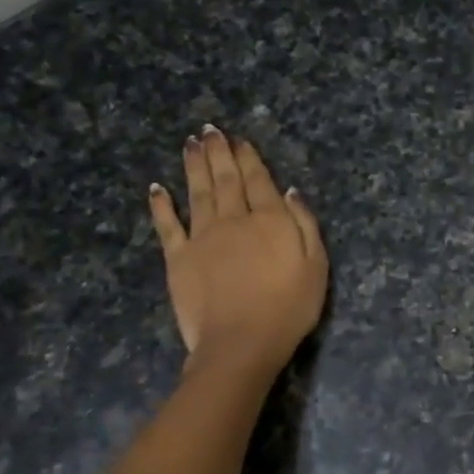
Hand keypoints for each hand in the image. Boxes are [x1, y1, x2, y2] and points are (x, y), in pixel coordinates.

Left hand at [148, 127, 327, 380]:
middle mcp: (234, 219)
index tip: (240, 139)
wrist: (241, 343)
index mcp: (270, 220)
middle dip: (219, 152)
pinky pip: (167, 225)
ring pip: (198, 192)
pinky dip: (161, 205)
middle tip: (210, 130)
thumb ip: (305, 225)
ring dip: (193, 166)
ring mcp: (202, 237)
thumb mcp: (316, 267)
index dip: (249, 158)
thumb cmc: (288, 309)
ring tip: (191, 143)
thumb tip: (290, 192)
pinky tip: (156, 188)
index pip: (259, 180)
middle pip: (226, 179)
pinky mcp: (178, 258)